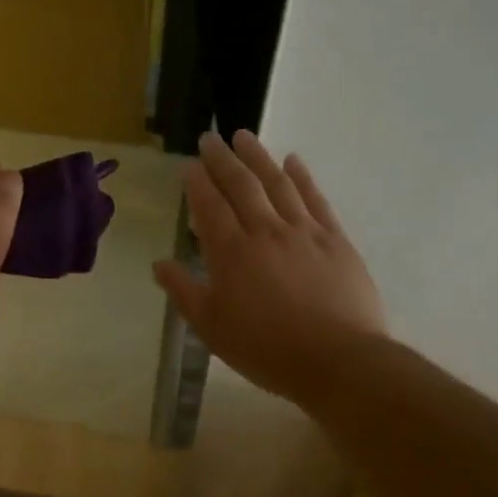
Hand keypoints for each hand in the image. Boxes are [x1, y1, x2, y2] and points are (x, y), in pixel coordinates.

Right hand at [153, 131, 386, 401]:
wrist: (338, 360)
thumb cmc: (266, 348)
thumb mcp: (212, 327)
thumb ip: (184, 291)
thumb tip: (159, 264)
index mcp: (232, 252)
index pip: (209, 206)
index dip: (198, 183)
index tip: (189, 165)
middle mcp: (265, 231)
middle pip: (242, 185)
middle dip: (223, 159)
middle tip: (211, 138)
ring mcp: (304, 232)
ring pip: (278, 183)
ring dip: (259, 157)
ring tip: (244, 136)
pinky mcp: (335, 239)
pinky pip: (315, 199)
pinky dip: (302, 176)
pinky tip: (294, 160)